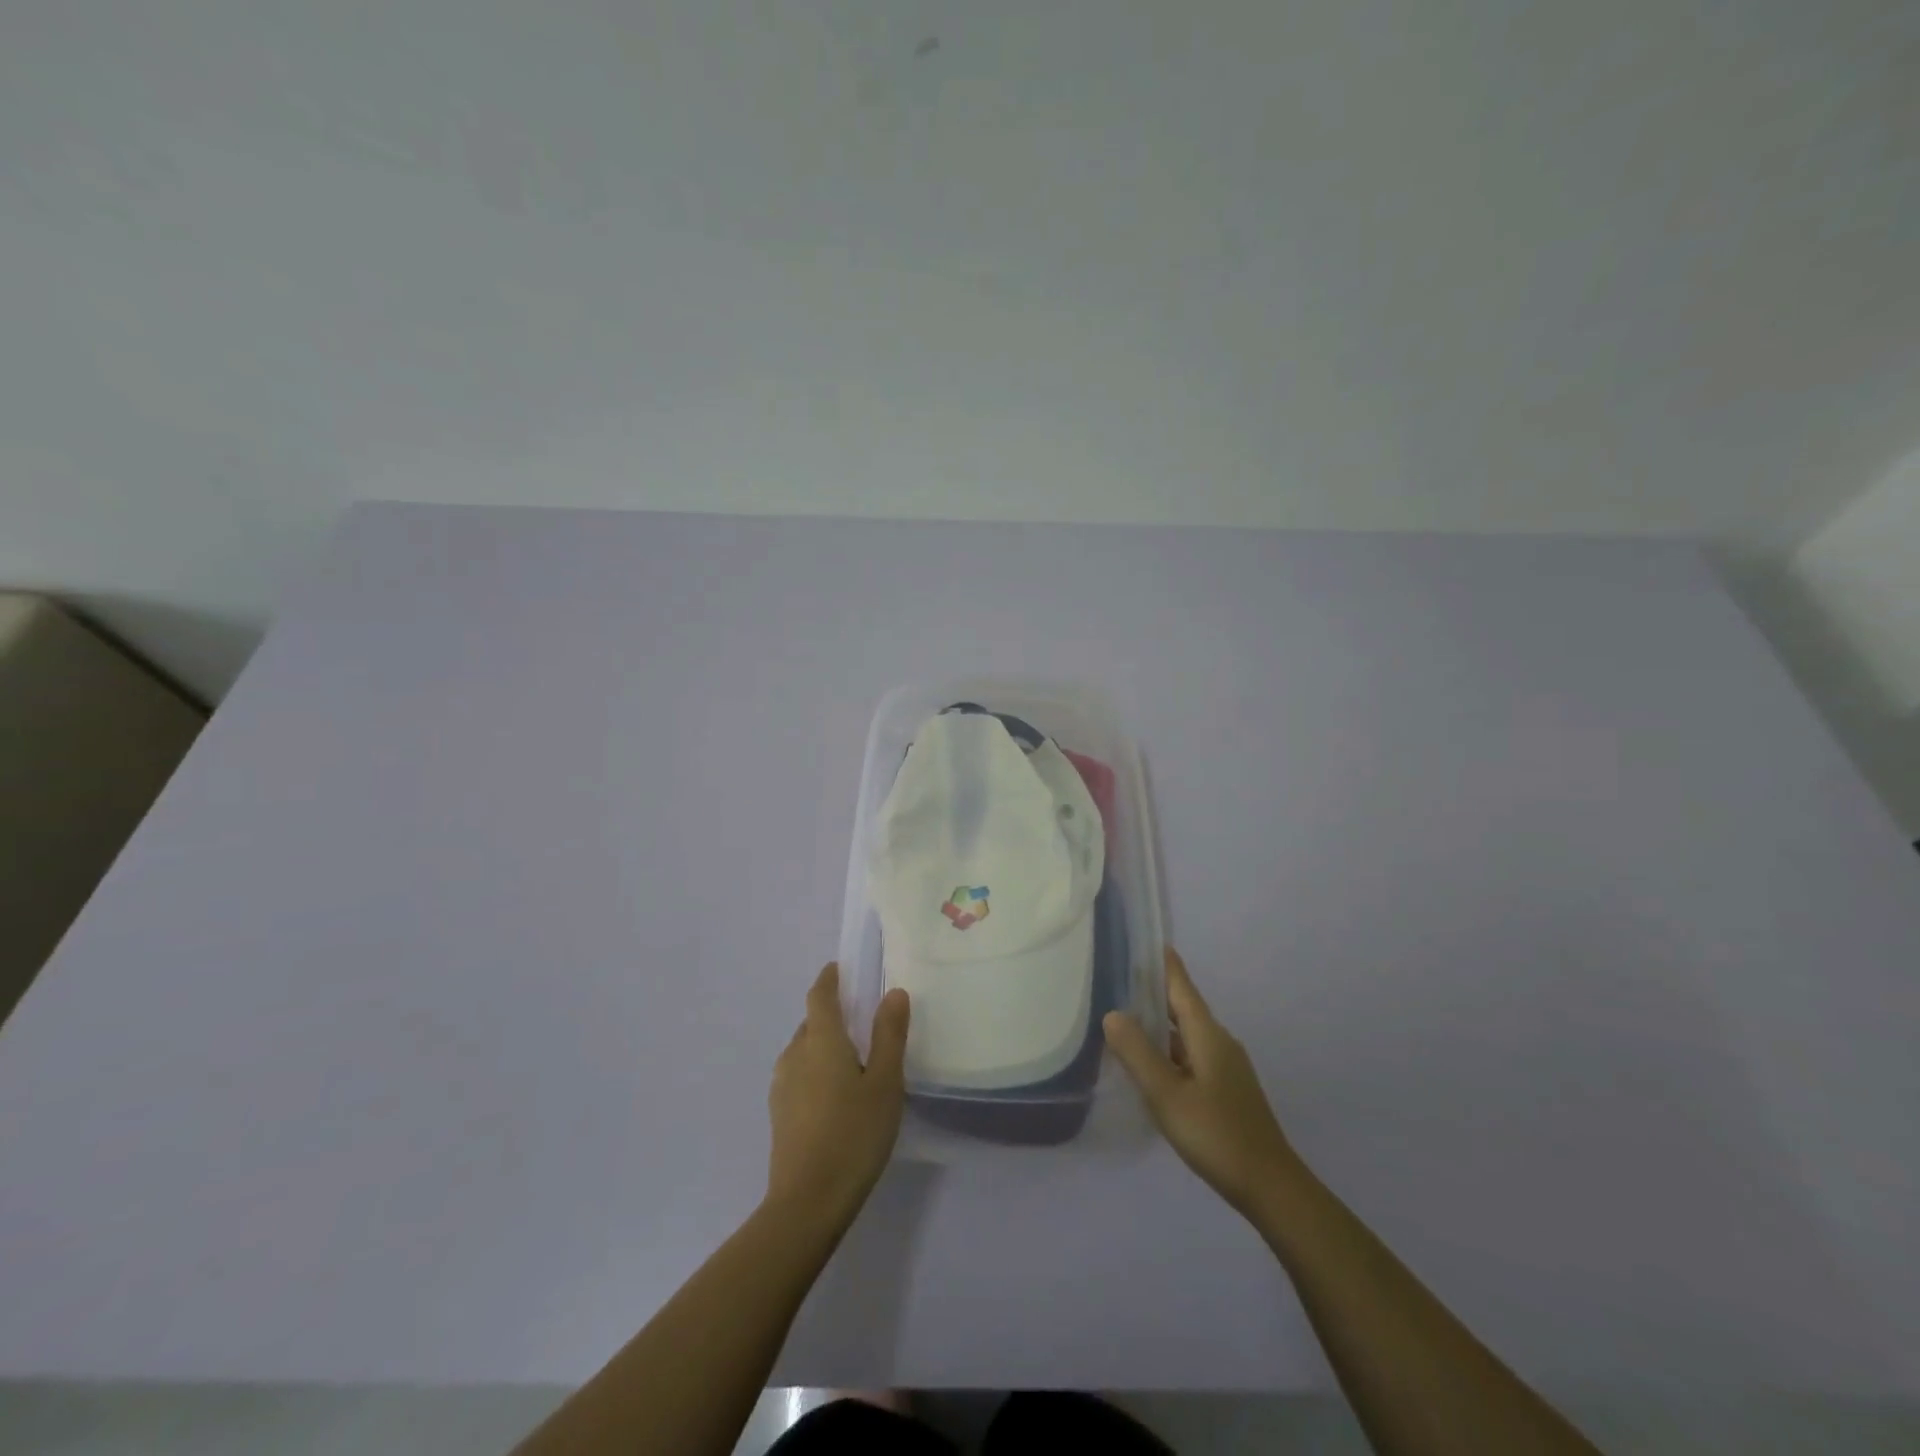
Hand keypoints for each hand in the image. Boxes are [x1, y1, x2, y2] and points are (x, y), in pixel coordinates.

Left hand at [766, 963, 909, 1230]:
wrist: (807, 1202)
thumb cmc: (854, 1134)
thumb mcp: (885, 1082)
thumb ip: (889, 1034)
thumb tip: (893, 992)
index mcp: (821, 1040)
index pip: (820, 995)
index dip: (829, 978)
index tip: (840, 969)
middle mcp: (795, 1054)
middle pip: (811, 1022)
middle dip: (832, 1015)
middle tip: (862, 1021)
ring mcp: (782, 1085)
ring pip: (804, 1050)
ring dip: (824, 1045)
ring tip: (853, 1061)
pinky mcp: (779, 1113)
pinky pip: (799, 1075)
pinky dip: (816, 1070)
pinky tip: (836, 1095)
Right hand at [1104, 948, 1303, 1218]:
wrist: (1270, 1186)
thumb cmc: (1216, 1134)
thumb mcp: (1167, 1094)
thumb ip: (1137, 1053)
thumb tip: (1112, 1013)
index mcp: (1207, 1035)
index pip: (1182, 987)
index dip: (1165, 964)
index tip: (1148, 940)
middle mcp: (1219, 1042)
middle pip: (1183, 1008)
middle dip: (1155, 992)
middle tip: (1120, 978)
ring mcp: (1226, 1067)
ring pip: (1187, 1035)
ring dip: (1160, 1024)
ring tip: (1126, 1018)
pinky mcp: (1226, 1089)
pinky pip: (1191, 1055)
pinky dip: (1169, 1050)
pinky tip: (1151, 1064)